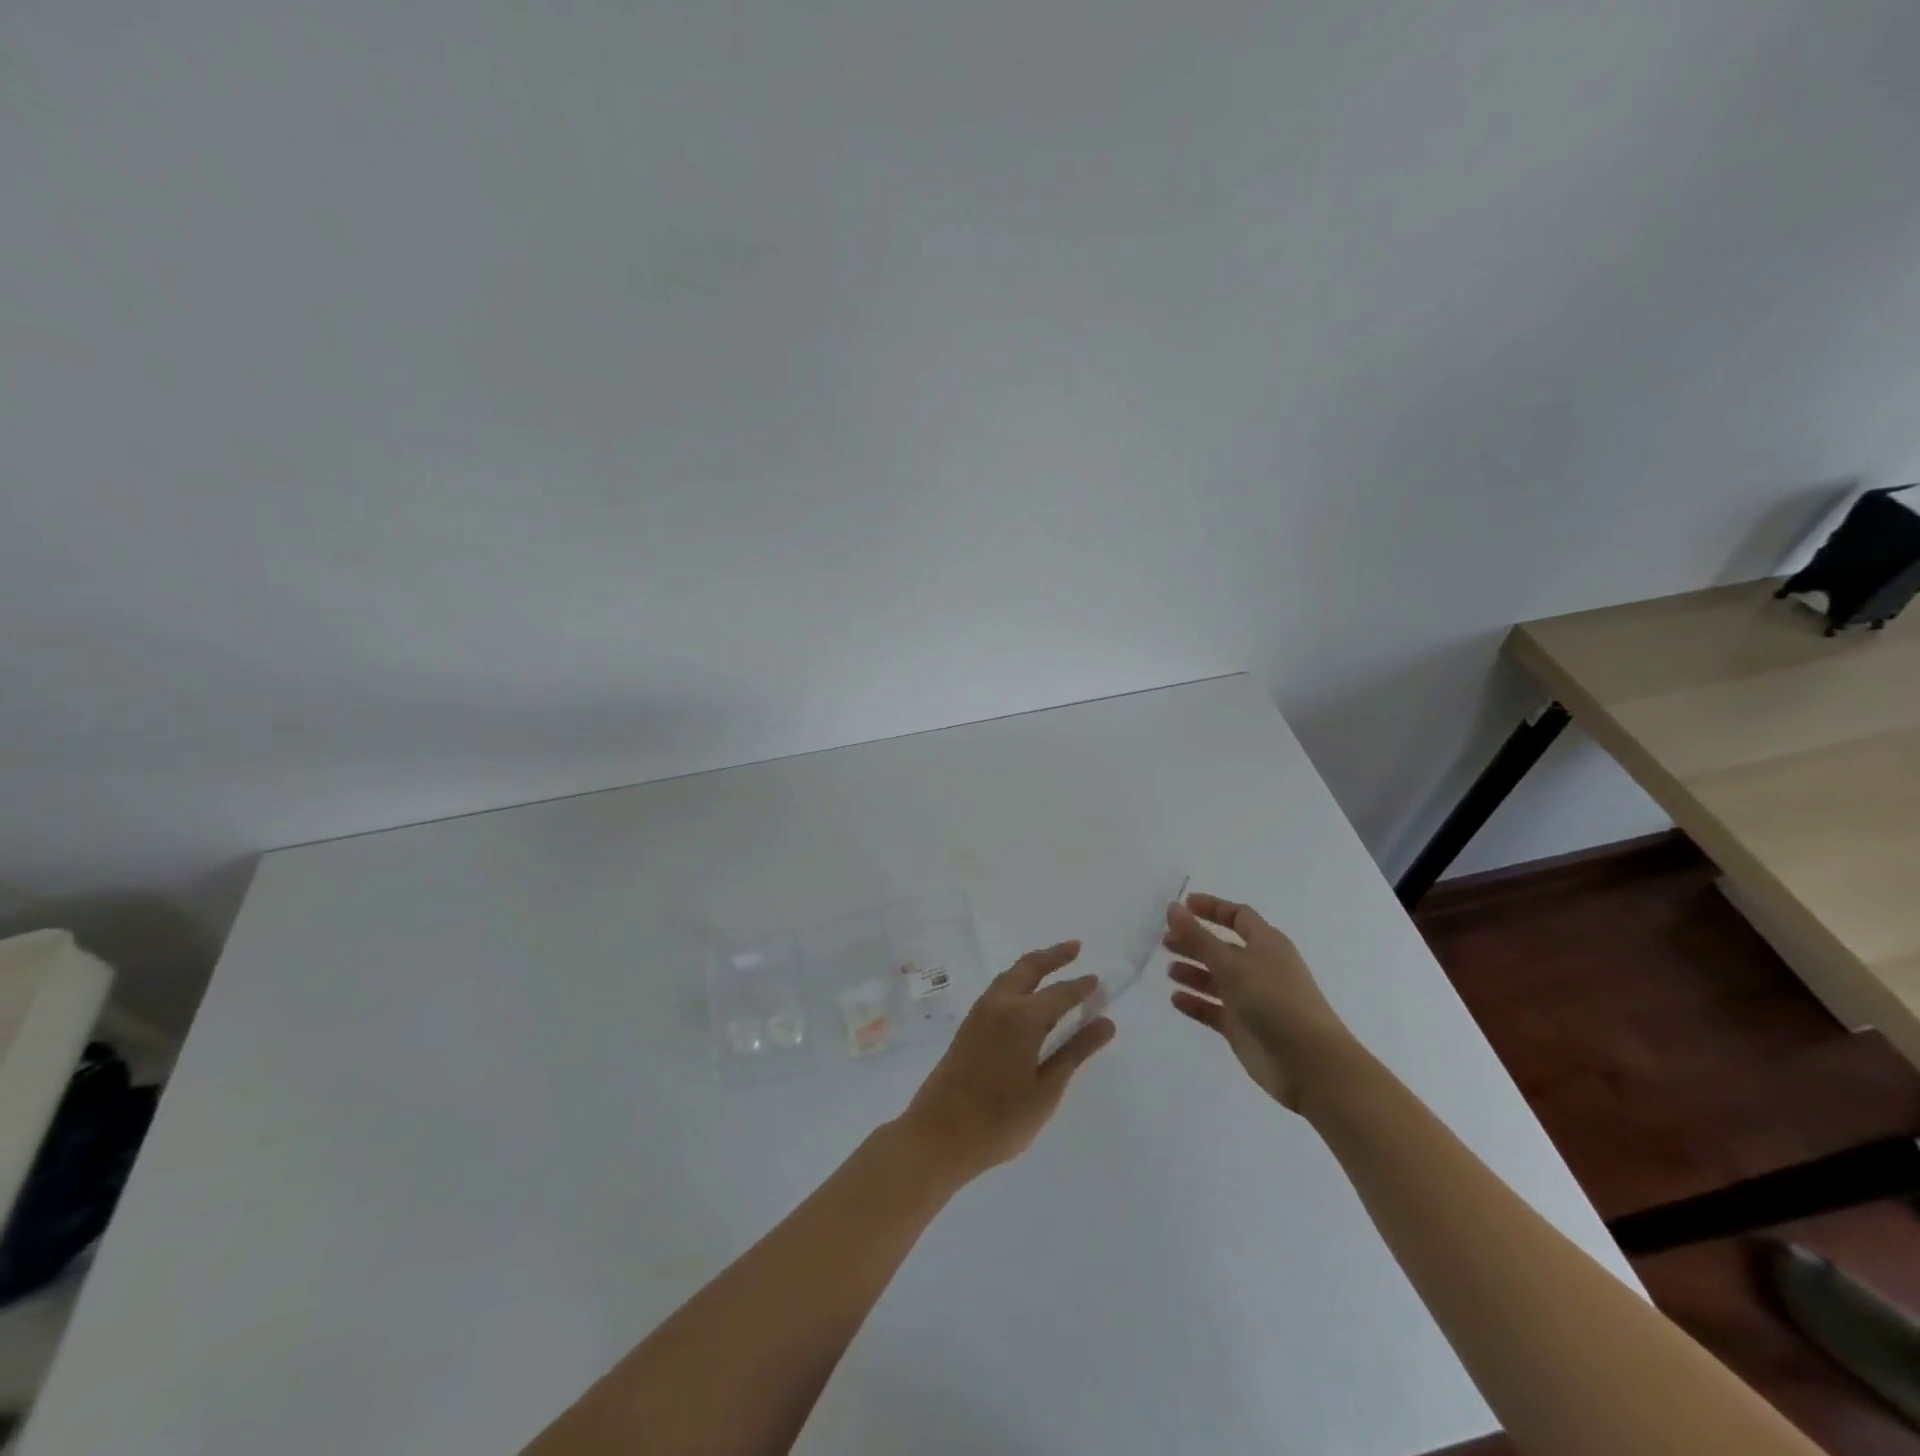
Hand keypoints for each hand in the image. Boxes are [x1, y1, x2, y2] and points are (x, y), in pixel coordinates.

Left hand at [901, 941, 1114, 1179]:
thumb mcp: (1046, 1090)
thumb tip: (1106, 1022)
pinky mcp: (968, 1025)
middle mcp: (1000, 1004)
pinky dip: (1018, 980)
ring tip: (1054, 964)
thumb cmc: (999, 1120)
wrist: (937, 1134)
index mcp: (1022, 1017)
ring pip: (1011, 974)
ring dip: (1033, 965)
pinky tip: (1026, 994)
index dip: (1082, 987)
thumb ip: (1075, 1052)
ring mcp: (980, 1012)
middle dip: (1054, 955)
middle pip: (1029, 967)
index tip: (1100, 981)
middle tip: (1076, 948)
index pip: (1061, 993)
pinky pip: (999, 988)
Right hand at [1164, 892, 1355, 1111]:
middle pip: (1222, 948)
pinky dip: (1195, 1003)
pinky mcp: (1242, 1028)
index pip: (1238, 916)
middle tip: (1165, 941)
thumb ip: (1198, 936)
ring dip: (1193, 972)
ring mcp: (1251, 999)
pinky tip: (1175, 999)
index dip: (1212, 908)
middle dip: (1194, 942)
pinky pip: (1213, 1010)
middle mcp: (1259, 968)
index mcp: (1266, 944)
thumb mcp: (1231, 963)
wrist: (1309, 1063)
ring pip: (1216, 979)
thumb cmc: (1273, 1000)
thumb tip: (1172, 907)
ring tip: (1169, 971)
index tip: (1182, 905)